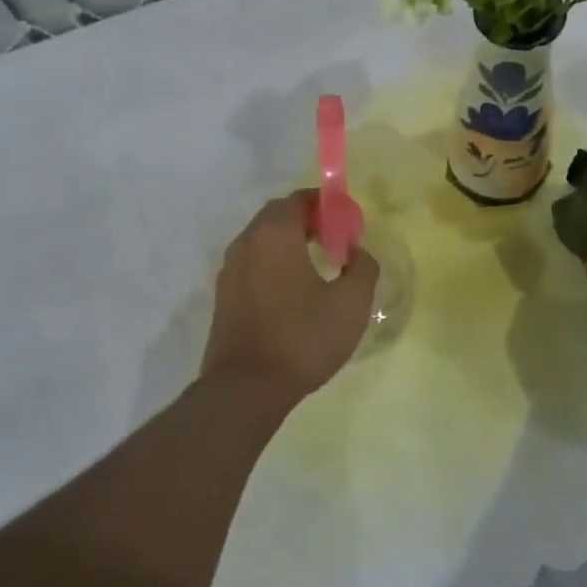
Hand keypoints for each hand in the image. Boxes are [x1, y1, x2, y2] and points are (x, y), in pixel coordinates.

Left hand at [199, 191, 379, 413]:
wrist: (246, 388)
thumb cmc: (302, 338)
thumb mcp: (351, 304)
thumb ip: (362, 268)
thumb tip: (357, 253)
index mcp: (274, 234)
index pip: (299, 199)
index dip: (327, 205)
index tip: (348, 225)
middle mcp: (246, 242)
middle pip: (278, 216)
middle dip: (308, 221)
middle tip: (335, 242)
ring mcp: (229, 270)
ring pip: (262, 241)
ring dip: (289, 243)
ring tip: (316, 267)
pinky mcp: (224, 296)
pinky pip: (252, 265)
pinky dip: (273, 265)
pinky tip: (293, 293)